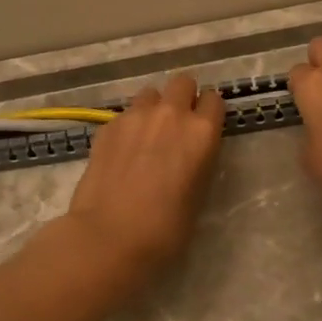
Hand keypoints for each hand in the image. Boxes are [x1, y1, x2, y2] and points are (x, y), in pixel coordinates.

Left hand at [66, 75, 224, 275]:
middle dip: (183, 98)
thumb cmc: (165, 229)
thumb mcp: (198, 195)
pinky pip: (125, 114)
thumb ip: (198, 162)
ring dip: (154, 108)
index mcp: (202, 132)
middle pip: (182, 82)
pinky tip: (122, 152)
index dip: (209, 113)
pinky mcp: (107, 127)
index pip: (214, 100)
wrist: (109, 237)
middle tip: (177, 125)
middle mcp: (171, 114)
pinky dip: (129, 126)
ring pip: (150, 94)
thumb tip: (190, 154)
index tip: (205, 127)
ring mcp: (135, 116)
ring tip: (147, 135)